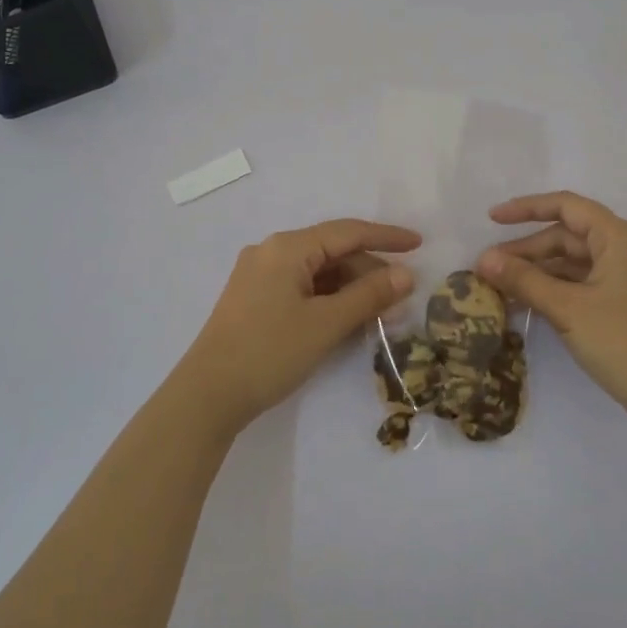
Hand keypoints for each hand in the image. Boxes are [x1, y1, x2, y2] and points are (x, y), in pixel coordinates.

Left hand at [171, 218, 420, 436]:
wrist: (207, 395)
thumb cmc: (269, 352)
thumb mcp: (326, 323)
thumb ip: (369, 295)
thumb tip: (406, 275)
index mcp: (287, 247)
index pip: (347, 232)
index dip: (386, 237)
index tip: (419, 244)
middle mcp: (271, 252)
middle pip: (331, 251)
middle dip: (368, 270)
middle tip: (402, 294)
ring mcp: (259, 276)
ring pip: (317, 271)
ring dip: (350, 287)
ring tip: (380, 311)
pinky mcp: (254, 299)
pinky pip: (301, 287)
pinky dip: (328, 299)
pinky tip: (347, 318)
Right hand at [478, 191, 626, 431]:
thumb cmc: (622, 341)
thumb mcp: (567, 308)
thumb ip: (523, 280)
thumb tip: (483, 259)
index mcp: (619, 238)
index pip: (566, 206)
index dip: (526, 208)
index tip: (492, 219)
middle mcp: (626, 249)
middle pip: (568, 236)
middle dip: (527, 249)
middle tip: (489, 268)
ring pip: (573, 262)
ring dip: (538, 272)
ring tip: (500, 288)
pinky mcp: (626, 302)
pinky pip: (583, 282)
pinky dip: (555, 288)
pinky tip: (527, 303)